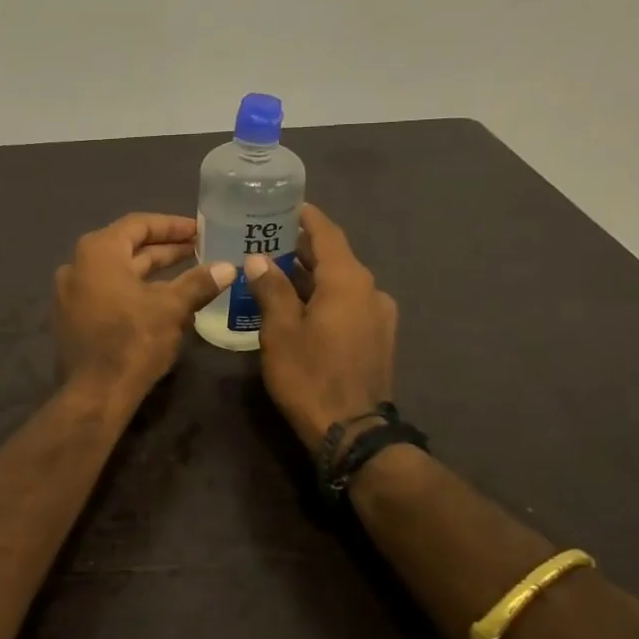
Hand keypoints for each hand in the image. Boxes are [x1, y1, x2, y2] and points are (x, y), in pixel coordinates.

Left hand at [53, 214, 234, 404]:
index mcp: (98, 252)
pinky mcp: (72, 318)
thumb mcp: (172, 309)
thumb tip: (228, 267)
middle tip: (198, 250)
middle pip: (127, 248)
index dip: (172, 225)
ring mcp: (70, 293)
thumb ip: (199, 283)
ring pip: (118, 273)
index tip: (199, 230)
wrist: (95, 394)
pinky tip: (163, 302)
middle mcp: (77, 265)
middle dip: (164, 250)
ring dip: (152, 273)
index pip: (138, 224)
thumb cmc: (133, 341)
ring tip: (188, 274)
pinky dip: (135, 292)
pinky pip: (108, 293)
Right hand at [242, 203, 398, 447]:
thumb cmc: (310, 375)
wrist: (352, 432)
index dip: (306, 217)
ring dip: (312, 277)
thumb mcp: (280, 330)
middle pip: (335, 257)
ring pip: (342, 284)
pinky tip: (301, 309)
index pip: (327, 233)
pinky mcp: (378, 338)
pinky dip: (325, 298)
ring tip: (277, 276)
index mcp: (348, 280)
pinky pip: (349, 305)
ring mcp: (379, 316)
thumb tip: (259, 259)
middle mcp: (370, 290)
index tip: (285, 207)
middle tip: (268, 243)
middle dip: (303, 249)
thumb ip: (271, 289)